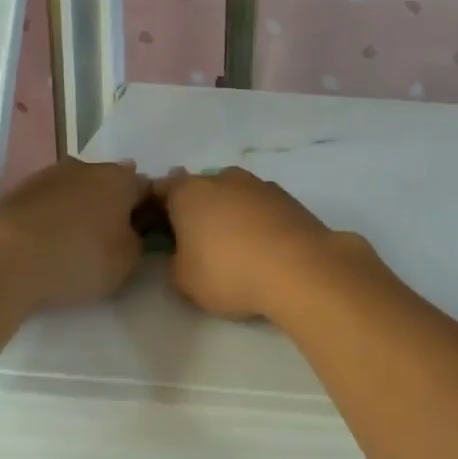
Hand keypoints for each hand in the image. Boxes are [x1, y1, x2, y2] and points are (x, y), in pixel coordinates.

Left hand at [0, 157, 149, 309]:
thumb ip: (138, 242)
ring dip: (80, 209)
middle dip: (113, 206)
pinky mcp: (17, 191)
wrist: (3, 259)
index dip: (151, 211)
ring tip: (76, 242)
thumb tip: (133, 233)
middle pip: (110, 184)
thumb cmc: (78, 258)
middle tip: (112, 239)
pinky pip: (48, 203)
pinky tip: (48, 241)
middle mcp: (87, 167)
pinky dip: (52, 217)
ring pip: (76, 190)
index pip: (148, 188)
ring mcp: (49, 176)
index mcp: (121, 179)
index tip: (147, 234)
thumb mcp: (127, 262)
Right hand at [155, 167, 362, 319]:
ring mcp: (258, 184)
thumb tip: (183, 251)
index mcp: (189, 192)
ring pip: (234, 194)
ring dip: (230, 212)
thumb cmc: (229, 272)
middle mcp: (222, 178)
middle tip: (198, 241)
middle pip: (201, 189)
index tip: (160, 230)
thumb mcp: (184, 280)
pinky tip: (263, 245)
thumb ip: (175, 260)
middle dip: (197, 209)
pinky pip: (261, 206)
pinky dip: (258, 220)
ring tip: (235, 246)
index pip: (162, 189)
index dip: (158, 208)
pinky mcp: (288, 197)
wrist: (299, 268)